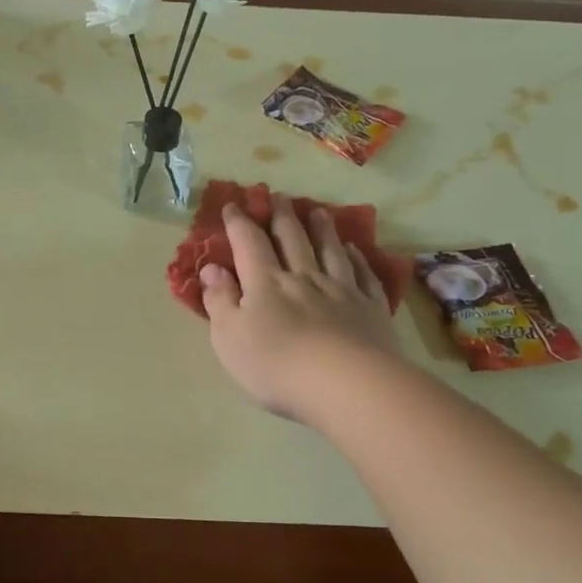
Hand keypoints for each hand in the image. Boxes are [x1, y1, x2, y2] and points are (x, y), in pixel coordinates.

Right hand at [199, 195, 398, 421]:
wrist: (347, 385)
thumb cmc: (276, 365)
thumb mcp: (229, 337)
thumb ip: (220, 300)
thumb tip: (211, 268)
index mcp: (265, 283)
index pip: (249, 243)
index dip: (239, 223)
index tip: (233, 205)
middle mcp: (303, 278)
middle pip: (292, 239)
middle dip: (282, 216)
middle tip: (279, 196)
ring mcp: (341, 290)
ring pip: (329, 250)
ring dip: (322, 229)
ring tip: (318, 211)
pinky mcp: (370, 309)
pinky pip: (363, 275)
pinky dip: (357, 258)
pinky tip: (354, 250)